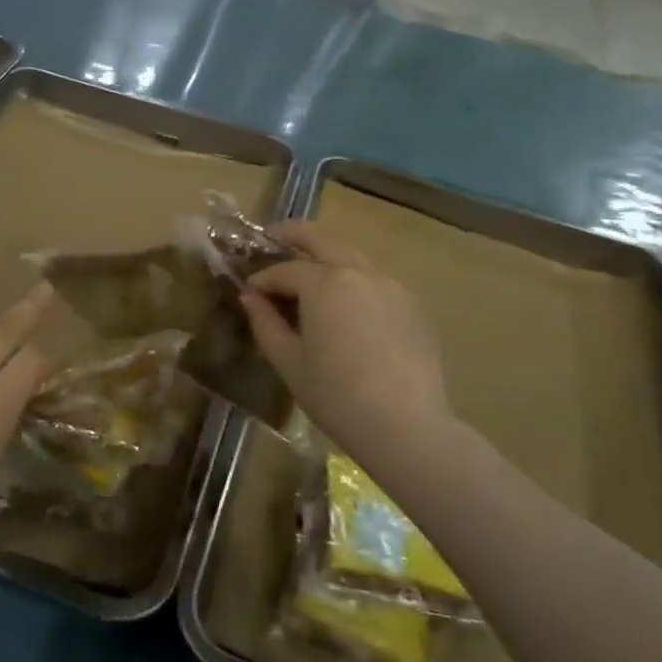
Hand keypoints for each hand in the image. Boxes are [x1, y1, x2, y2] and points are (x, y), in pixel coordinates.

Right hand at [240, 223, 452, 468]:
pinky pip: (375, 280)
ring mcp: (391, 286)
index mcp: (325, 283)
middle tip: (273, 235)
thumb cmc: (337, 396)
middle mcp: (359, 273)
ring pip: (353, 256)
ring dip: (327, 254)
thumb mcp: (289, 362)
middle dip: (294, 234)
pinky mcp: (412, 305)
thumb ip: (265, 323)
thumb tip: (250, 297)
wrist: (407, 427)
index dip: (263, 278)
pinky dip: (354, 279)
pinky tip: (347, 303)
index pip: (285, 270)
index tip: (249, 290)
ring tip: (310, 268)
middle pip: (323, 240)